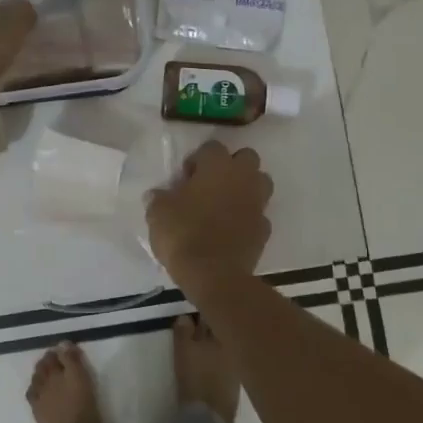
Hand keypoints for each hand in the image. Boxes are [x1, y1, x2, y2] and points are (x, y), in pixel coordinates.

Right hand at [146, 140, 273, 291]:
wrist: (214, 274)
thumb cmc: (183, 234)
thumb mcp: (158, 213)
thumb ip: (159, 198)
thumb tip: (158, 194)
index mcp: (217, 166)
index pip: (211, 147)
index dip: (197, 160)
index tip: (185, 178)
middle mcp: (243, 178)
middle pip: (245, 158)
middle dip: (231, 166)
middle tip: (210, 185)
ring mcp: (258, 203)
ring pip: (260, 183)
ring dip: (245, 188)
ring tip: (224, 205)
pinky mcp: (265, 229)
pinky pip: (258, 214)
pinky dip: (248, 217)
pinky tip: (232, 230)